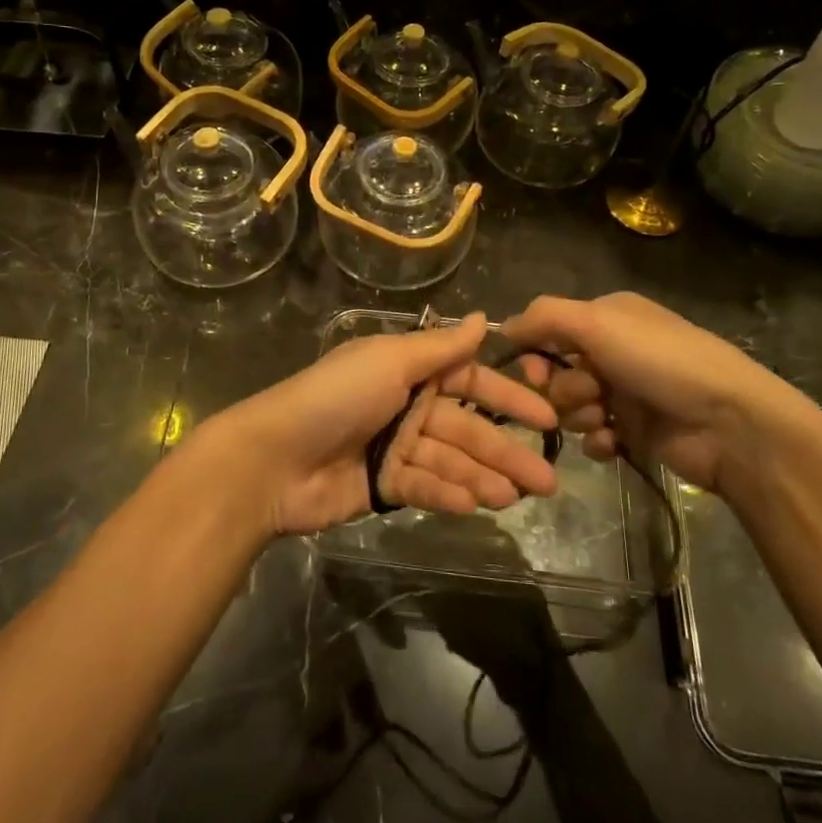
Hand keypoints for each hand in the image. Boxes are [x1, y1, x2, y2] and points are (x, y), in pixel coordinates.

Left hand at [192, 313, 560, 535]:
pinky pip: (422, 486)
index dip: (509, 398)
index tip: (548, 418)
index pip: (470, 381)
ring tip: (516, 497)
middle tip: (547, 481)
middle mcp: (406, 404)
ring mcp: (394, 446)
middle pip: (466, 428)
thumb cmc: (335, 397)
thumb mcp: (390, 361)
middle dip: (506, 452)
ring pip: (450, 461)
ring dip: (483, 478)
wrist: (273, 458)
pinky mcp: (381, 485)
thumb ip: (441, 347)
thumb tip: (486, 317)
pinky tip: (474, 505)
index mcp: (408, 369)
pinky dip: (447, 494)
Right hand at [502, 292, 821, 493]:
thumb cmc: (660, 361)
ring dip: (579, 414)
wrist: (729, 423)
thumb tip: (503, 326)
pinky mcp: (635, 431)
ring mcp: (625, 392)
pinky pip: (593, 436)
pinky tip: (612, 443)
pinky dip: (597, 440)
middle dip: (561, 387)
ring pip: (572, 405)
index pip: (549, 329)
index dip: (534, 352)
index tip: (533, 371)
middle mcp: (613, 350)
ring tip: (605, 420)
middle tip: (584, 396)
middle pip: (556, 371)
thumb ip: (544, 317)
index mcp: (607, 317)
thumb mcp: (597, 322)